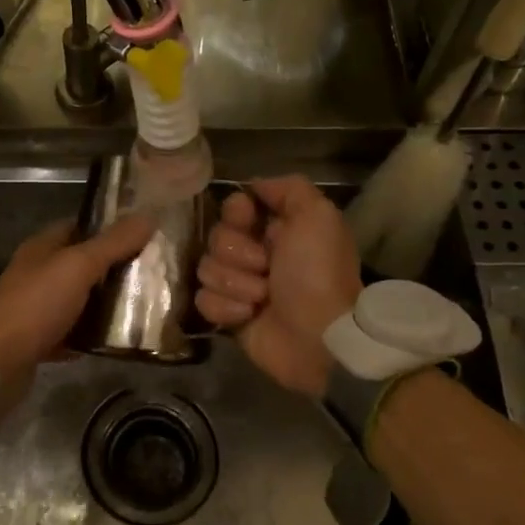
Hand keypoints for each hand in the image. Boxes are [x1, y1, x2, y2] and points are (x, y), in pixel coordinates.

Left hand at [0, 214, 155, 380]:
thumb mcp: (78, 266)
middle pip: (82, 264)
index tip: (144, 233)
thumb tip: (148, 216)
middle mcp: (38, 273)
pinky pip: (73, 331)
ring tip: (144, 304)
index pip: (80, 226)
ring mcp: (37, 307)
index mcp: (42, 247)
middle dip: (114, 267)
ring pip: (79, 298)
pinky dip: (92, 333)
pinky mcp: (40, 339)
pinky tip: (118, 338)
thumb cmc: (36, 304)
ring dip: (106, 302)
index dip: (110, 227)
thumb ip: (113, 243)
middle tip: (152, 271)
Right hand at [196, 175, 361, 396]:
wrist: (320, 338)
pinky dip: (226, 308)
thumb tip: (253, 186)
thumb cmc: (318, 275)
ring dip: (235, 283)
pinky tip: (248, 316)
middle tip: (266, 268)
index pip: (233, 206)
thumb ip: (290, 188)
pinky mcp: (228, 315)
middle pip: (216, 237)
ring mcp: (240, 286)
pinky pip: (203, 299)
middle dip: (237, 253)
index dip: (236, 213)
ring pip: (206, 268)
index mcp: (277, 228)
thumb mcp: (318, 217)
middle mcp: (256, 253)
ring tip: (262, 298)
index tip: (248, 221)